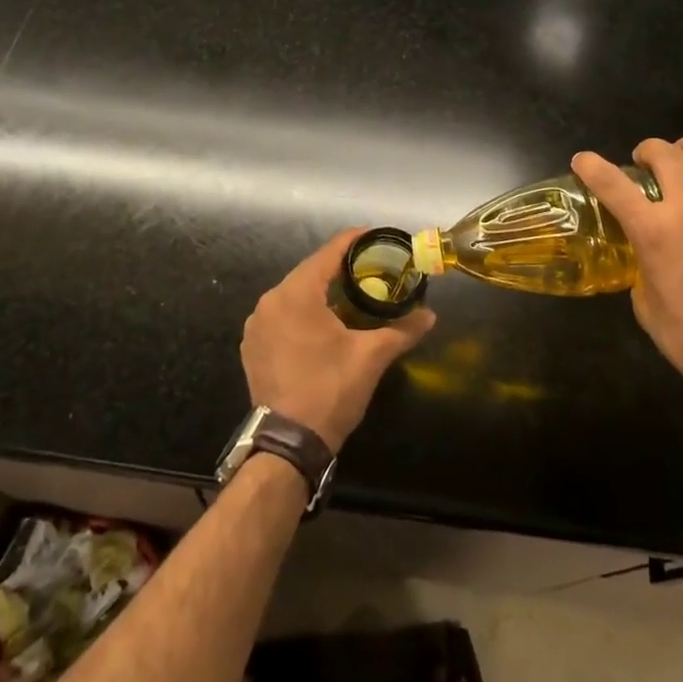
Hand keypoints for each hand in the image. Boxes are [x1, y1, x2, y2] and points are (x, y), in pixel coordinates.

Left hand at [241, 229, 435, 452]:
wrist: (288, 444)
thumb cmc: (330, 390)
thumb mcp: (371, 357)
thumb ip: (402, 330)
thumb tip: (430, 315)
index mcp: (296, 293)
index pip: (329, 253)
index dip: (354, 241)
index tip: (376, 237)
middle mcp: (270, 301)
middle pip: (310, 272)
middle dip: (339, 269)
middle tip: (370, 269)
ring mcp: (256, 324)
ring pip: (294, 294)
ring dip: (320, 292)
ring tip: (350, 294)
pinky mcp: (252, 346)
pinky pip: (281, 316)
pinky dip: (302, 313)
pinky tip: (322, 324)